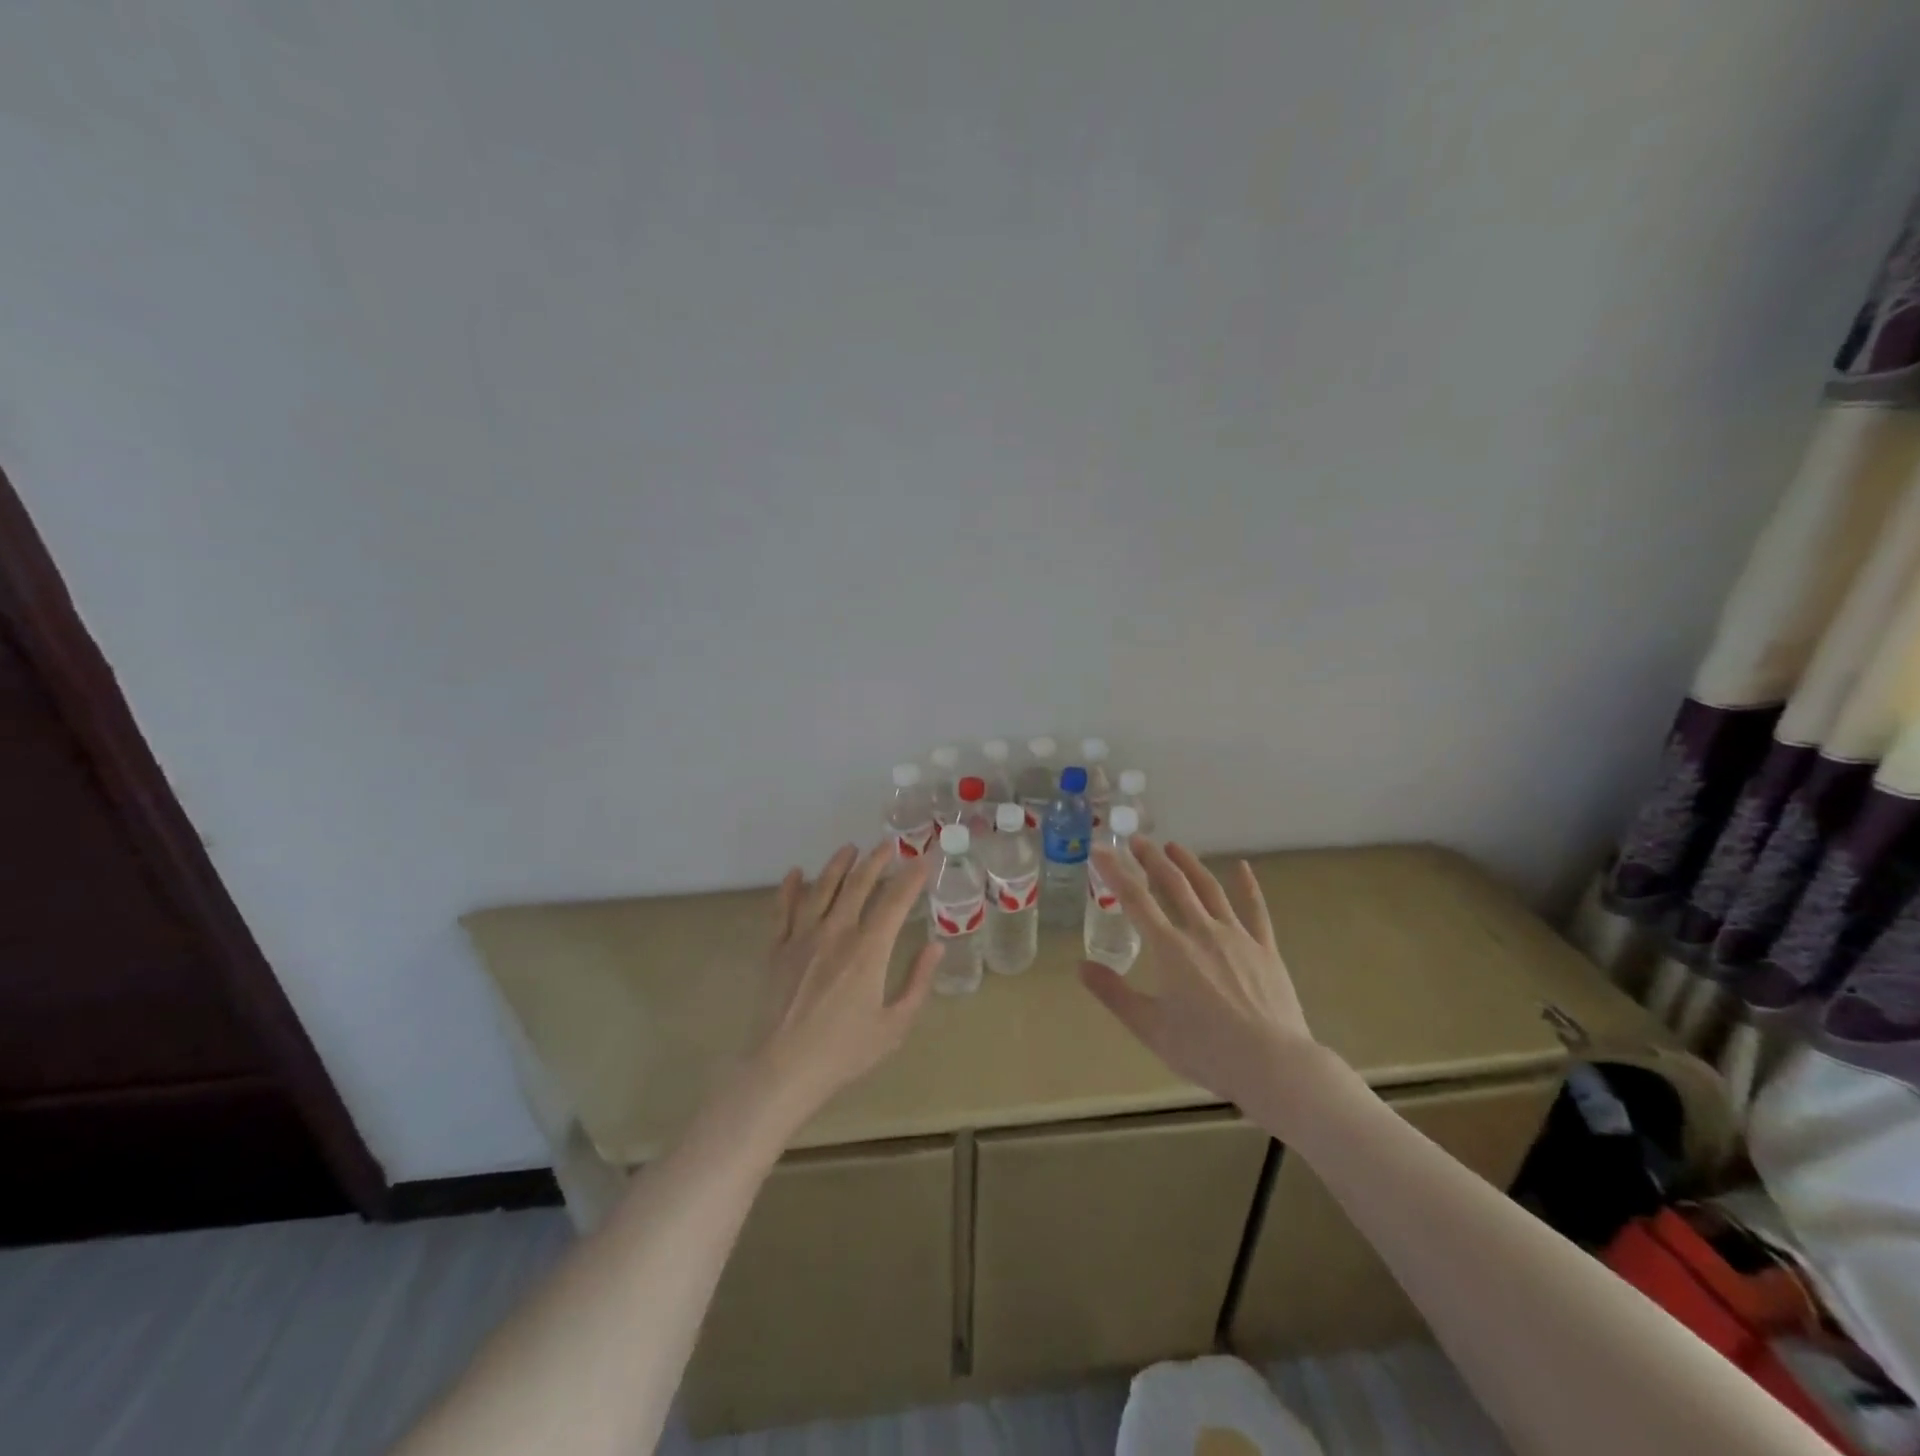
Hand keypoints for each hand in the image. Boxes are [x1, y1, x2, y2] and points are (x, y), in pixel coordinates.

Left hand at [748, 842, 937, 1126]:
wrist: (783, 1069)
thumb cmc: (845, 1051)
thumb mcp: (895, 1025)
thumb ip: (917, 982)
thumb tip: (936, 947)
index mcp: (868, 950)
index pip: (894, 901)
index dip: (911, 878)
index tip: (923, 860)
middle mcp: (836, 933)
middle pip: (858, 885)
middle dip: (876, 861)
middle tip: (888, 845)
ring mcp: (802, 938)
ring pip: (821, 889)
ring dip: (837, 865)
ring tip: (849, 849)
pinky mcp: (777, 950)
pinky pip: (782, 910)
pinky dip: (789, 888)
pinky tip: (795, 873)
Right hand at [1080, 837, 1329, 1129]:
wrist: (1273, 1065)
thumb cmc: (1206, 1049)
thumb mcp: (1149, 1027)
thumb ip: (1113, 993)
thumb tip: (1080, 965)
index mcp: (1170, 948)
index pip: (1135, 899)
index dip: (1115, 872)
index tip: (1100, 850)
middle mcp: (1201, 931)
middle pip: (1173, 884)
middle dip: (1152, 859)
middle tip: (1137, 840)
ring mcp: (1237, 937)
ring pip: (1209, 889)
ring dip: (1190, 864)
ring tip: (1174, 846)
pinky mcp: (1265, 949)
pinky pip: (1255, 910)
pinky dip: (1248, 886)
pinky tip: (1243, 868)